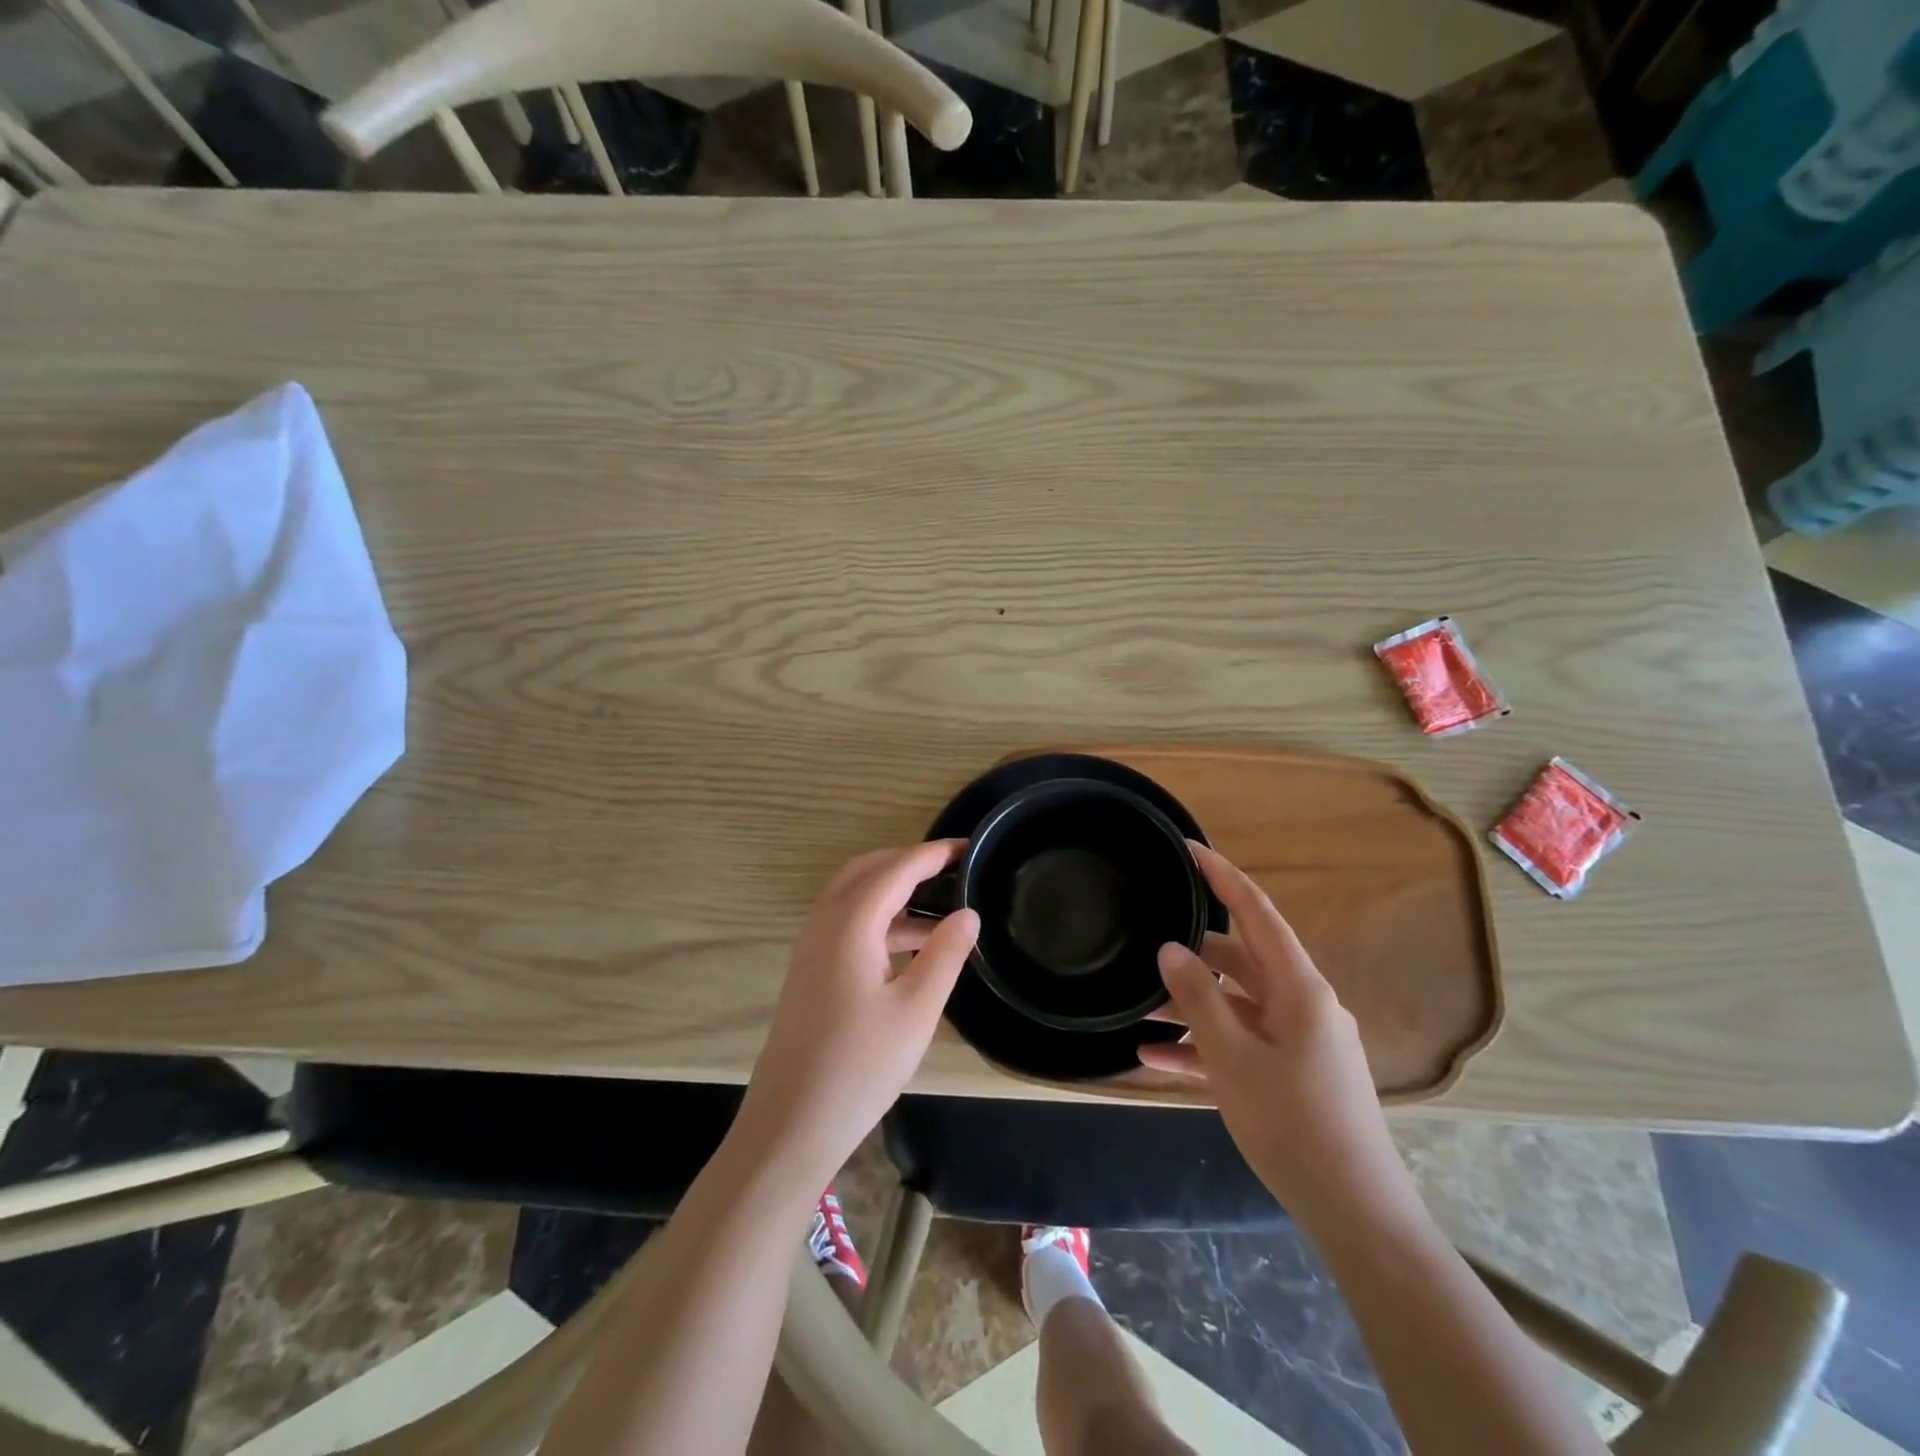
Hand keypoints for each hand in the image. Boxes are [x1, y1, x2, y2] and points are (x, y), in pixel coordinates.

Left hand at [735, 841, 979, 1189]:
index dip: (934, 854)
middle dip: (909, 862)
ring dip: (893, 891)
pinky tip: (911, 946)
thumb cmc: (859, 1066)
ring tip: (942, 907)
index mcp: (850, 923)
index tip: (969, 847)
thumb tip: (968, 912)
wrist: (790, 1125)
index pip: (897, 869)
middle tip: (952, 868)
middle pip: (867, 870)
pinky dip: (880, 919)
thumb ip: (945, 954)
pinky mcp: (810, 972)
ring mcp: (811, 948)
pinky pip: (846, 924)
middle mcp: (824, 923)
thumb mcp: (916, 1010)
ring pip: (854, 897)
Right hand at [1141, 843, 1412, 1227]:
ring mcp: (1300, 1040)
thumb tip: (1171, 948)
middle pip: (1241, 960)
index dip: (1224, 876)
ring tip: (1137, 1008)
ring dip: (1192, 1006)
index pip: (1257, 913)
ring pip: (1237, 1005)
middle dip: (1192, 955)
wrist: (1355, 1213)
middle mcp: (1303, 1004)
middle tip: (1146, 943)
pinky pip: (1243, 1043)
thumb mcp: (1232, 1057)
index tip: (1190, 848)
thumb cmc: (1293, 1123)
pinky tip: (1155, 1056)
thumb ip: (1199, 998)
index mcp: (1299, 988)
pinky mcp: (1294, 1072)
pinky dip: (1205, 1045)